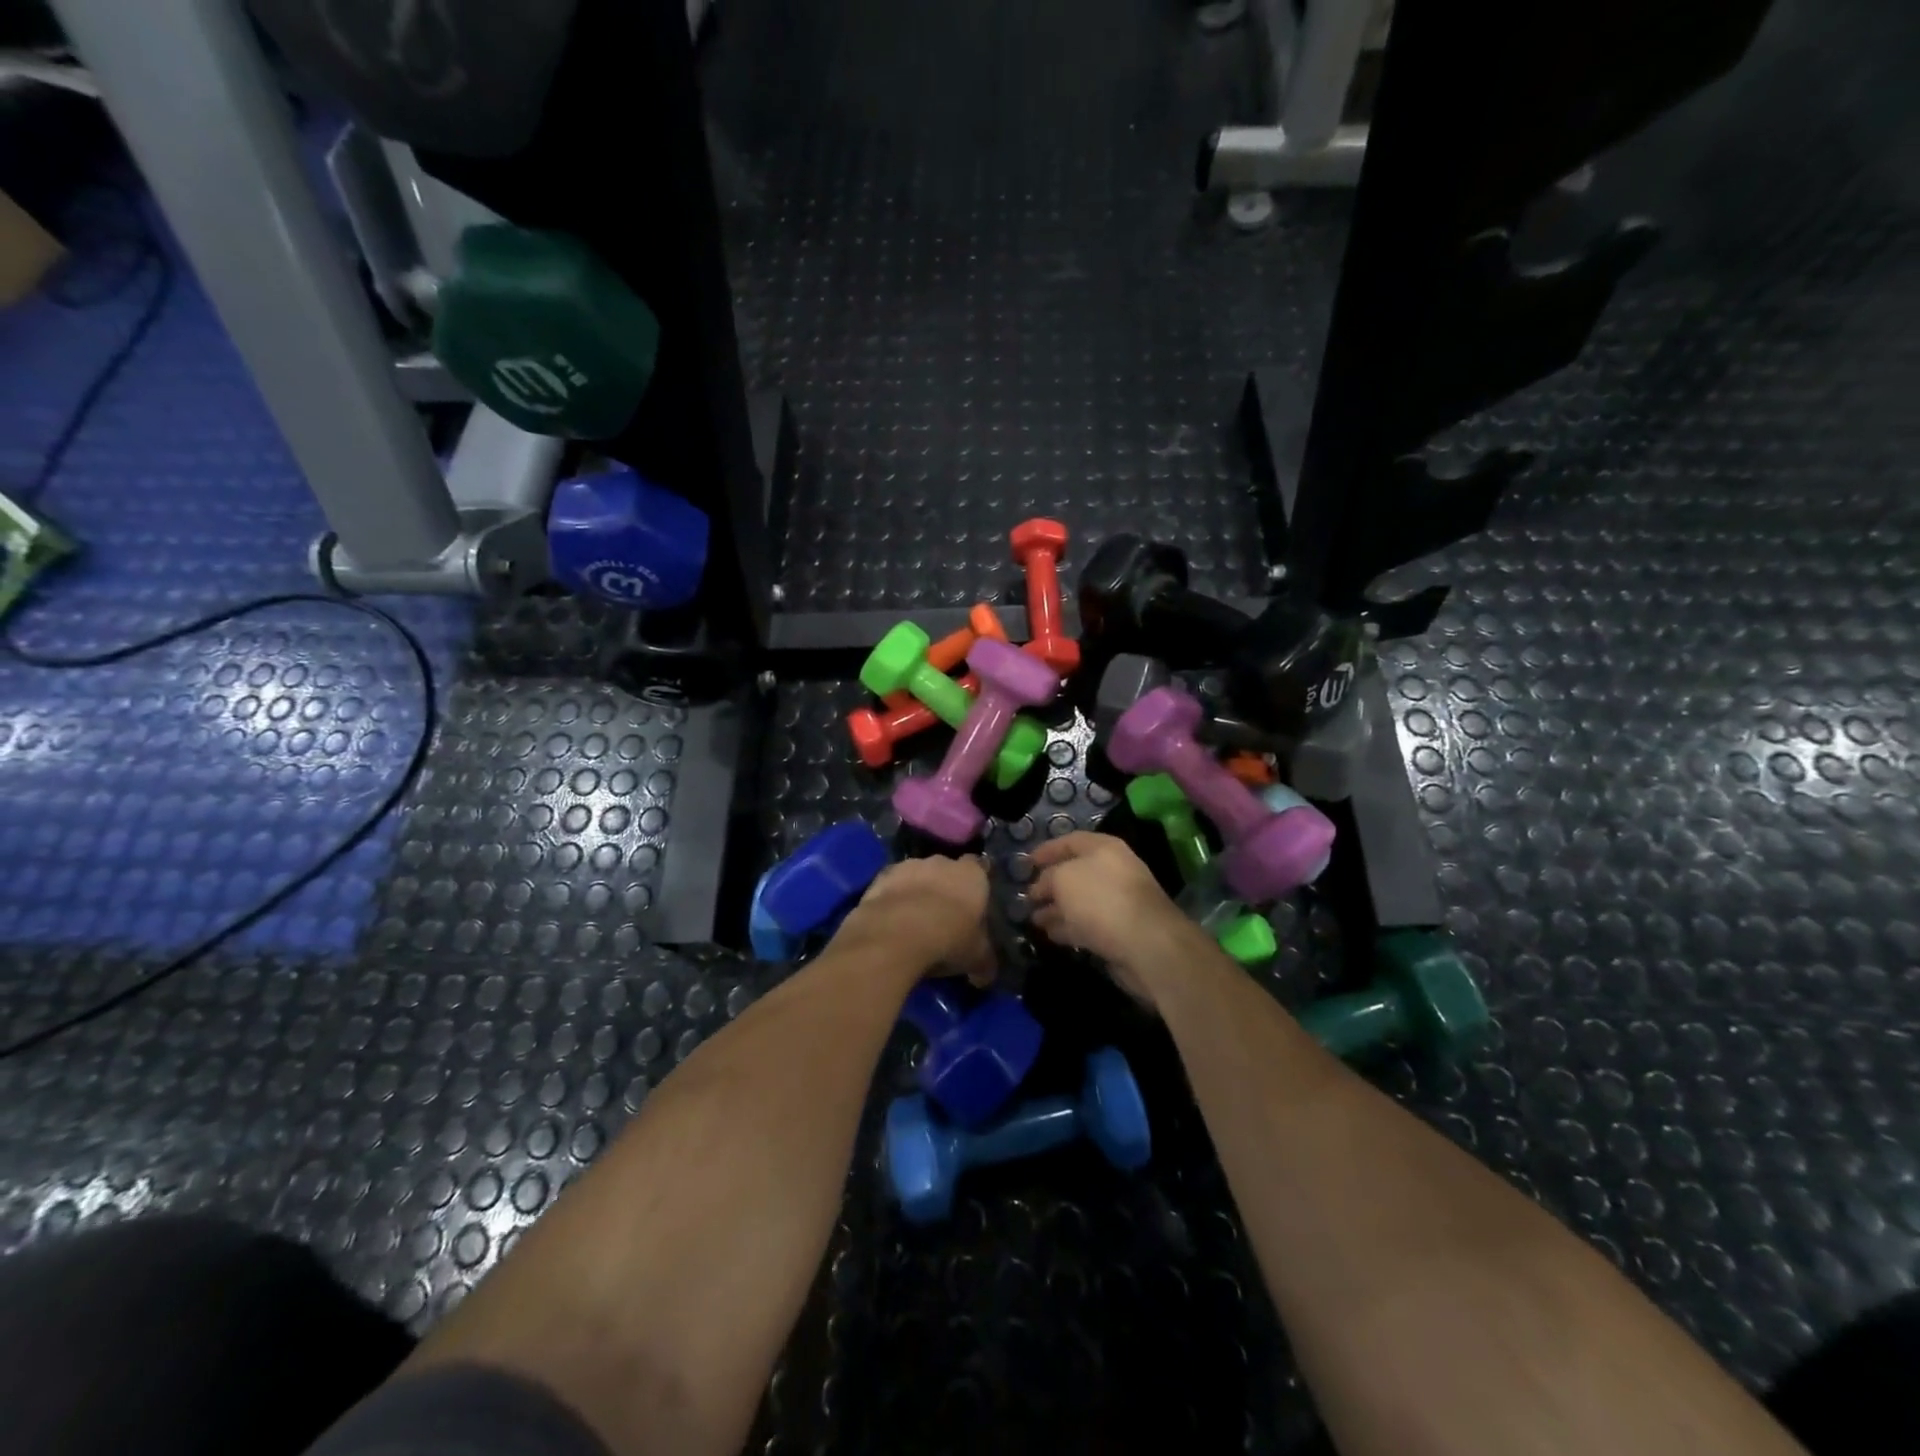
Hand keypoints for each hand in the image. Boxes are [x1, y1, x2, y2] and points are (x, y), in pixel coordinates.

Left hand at [837, 855, 994, 982]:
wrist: (895, 935)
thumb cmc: (947, 940)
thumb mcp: (976, 958)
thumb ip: (984, 962)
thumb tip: (986, 975)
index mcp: (972, 875)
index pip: (980, 867)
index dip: (975, 884)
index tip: (973, 902)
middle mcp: (942, 862)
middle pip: (946, 870)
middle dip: (944, 886)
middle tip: (943, 914)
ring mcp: (908, 866)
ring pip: (916, 874)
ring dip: (916, 890)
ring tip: (913, 920)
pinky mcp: (880, 877)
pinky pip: (891, 885)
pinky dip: (892, 898)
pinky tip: (890, 920)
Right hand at [1028, 833, 1186, 1009]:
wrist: (1146, 944)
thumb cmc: (1101, 900)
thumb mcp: (1064, 879)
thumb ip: (1047, 878)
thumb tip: (1040, 888)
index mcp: (1103, 849)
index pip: (1070, 841)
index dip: (1046, 850)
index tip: (1025, 863)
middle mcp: (1112, 871)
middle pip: (1075, 872)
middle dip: (1049, 884)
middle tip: (1026, 896)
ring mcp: (1117, 902)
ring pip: (1079, 901)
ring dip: (1056, 909)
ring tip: (1032, 919)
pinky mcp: (1118, 930)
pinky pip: (1086, 924)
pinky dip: (1067, 927)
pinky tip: (1050, 934)